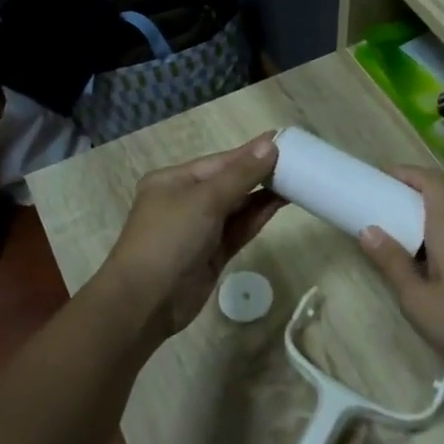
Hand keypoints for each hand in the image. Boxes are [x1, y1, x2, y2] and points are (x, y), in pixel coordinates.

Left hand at [101, 134, 283, 342]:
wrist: (145, 302)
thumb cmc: (169, 239)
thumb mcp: (205, 200)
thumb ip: (241, 175)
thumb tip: (270, 144)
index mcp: (173, 181)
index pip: (219, 162)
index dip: (251, 152)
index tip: (283, 141)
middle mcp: (185, 201)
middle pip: (229, 182)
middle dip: (260, 173)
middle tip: (298, 162)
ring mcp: (199, 229)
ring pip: (236, 207)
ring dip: (263, 195)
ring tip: (297, 181)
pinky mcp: (211, 254)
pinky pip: (238, 230)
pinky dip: (257, 217)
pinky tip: (280, 204)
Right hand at [357, 165, 443, 392]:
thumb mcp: (417, 299)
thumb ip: (392, 263)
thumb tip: (368, 230)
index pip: (433, 182)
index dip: (409, 173)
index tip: (382, 179)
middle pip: (442, 197)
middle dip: (411, 194)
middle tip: (381, 206)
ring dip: (423, 217)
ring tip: (395, 233)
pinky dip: (435, 238)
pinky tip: (422, 264)